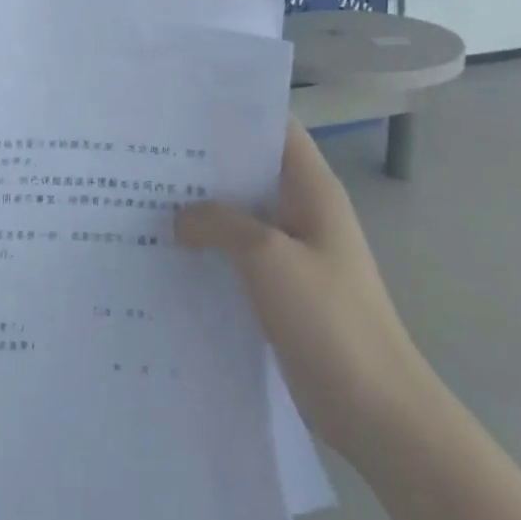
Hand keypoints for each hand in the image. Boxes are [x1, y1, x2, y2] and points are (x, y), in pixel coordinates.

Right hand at [177, 120, 432, 463]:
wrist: (376, 411)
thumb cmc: (329, 320)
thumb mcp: (267, 257)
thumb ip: (219, 222)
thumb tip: (179, 215)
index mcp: (312, 190)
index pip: (275, 129)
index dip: (233, 113)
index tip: (180, 108)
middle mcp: (303, 212)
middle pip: (250, 170)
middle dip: (203, 160)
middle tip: (147, 151)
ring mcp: (292, 252)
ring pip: (239, 214)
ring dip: (201, 206)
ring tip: (144, 194)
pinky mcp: (281, 288)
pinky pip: (237, 253)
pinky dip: (208, 245)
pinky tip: (167, 248)